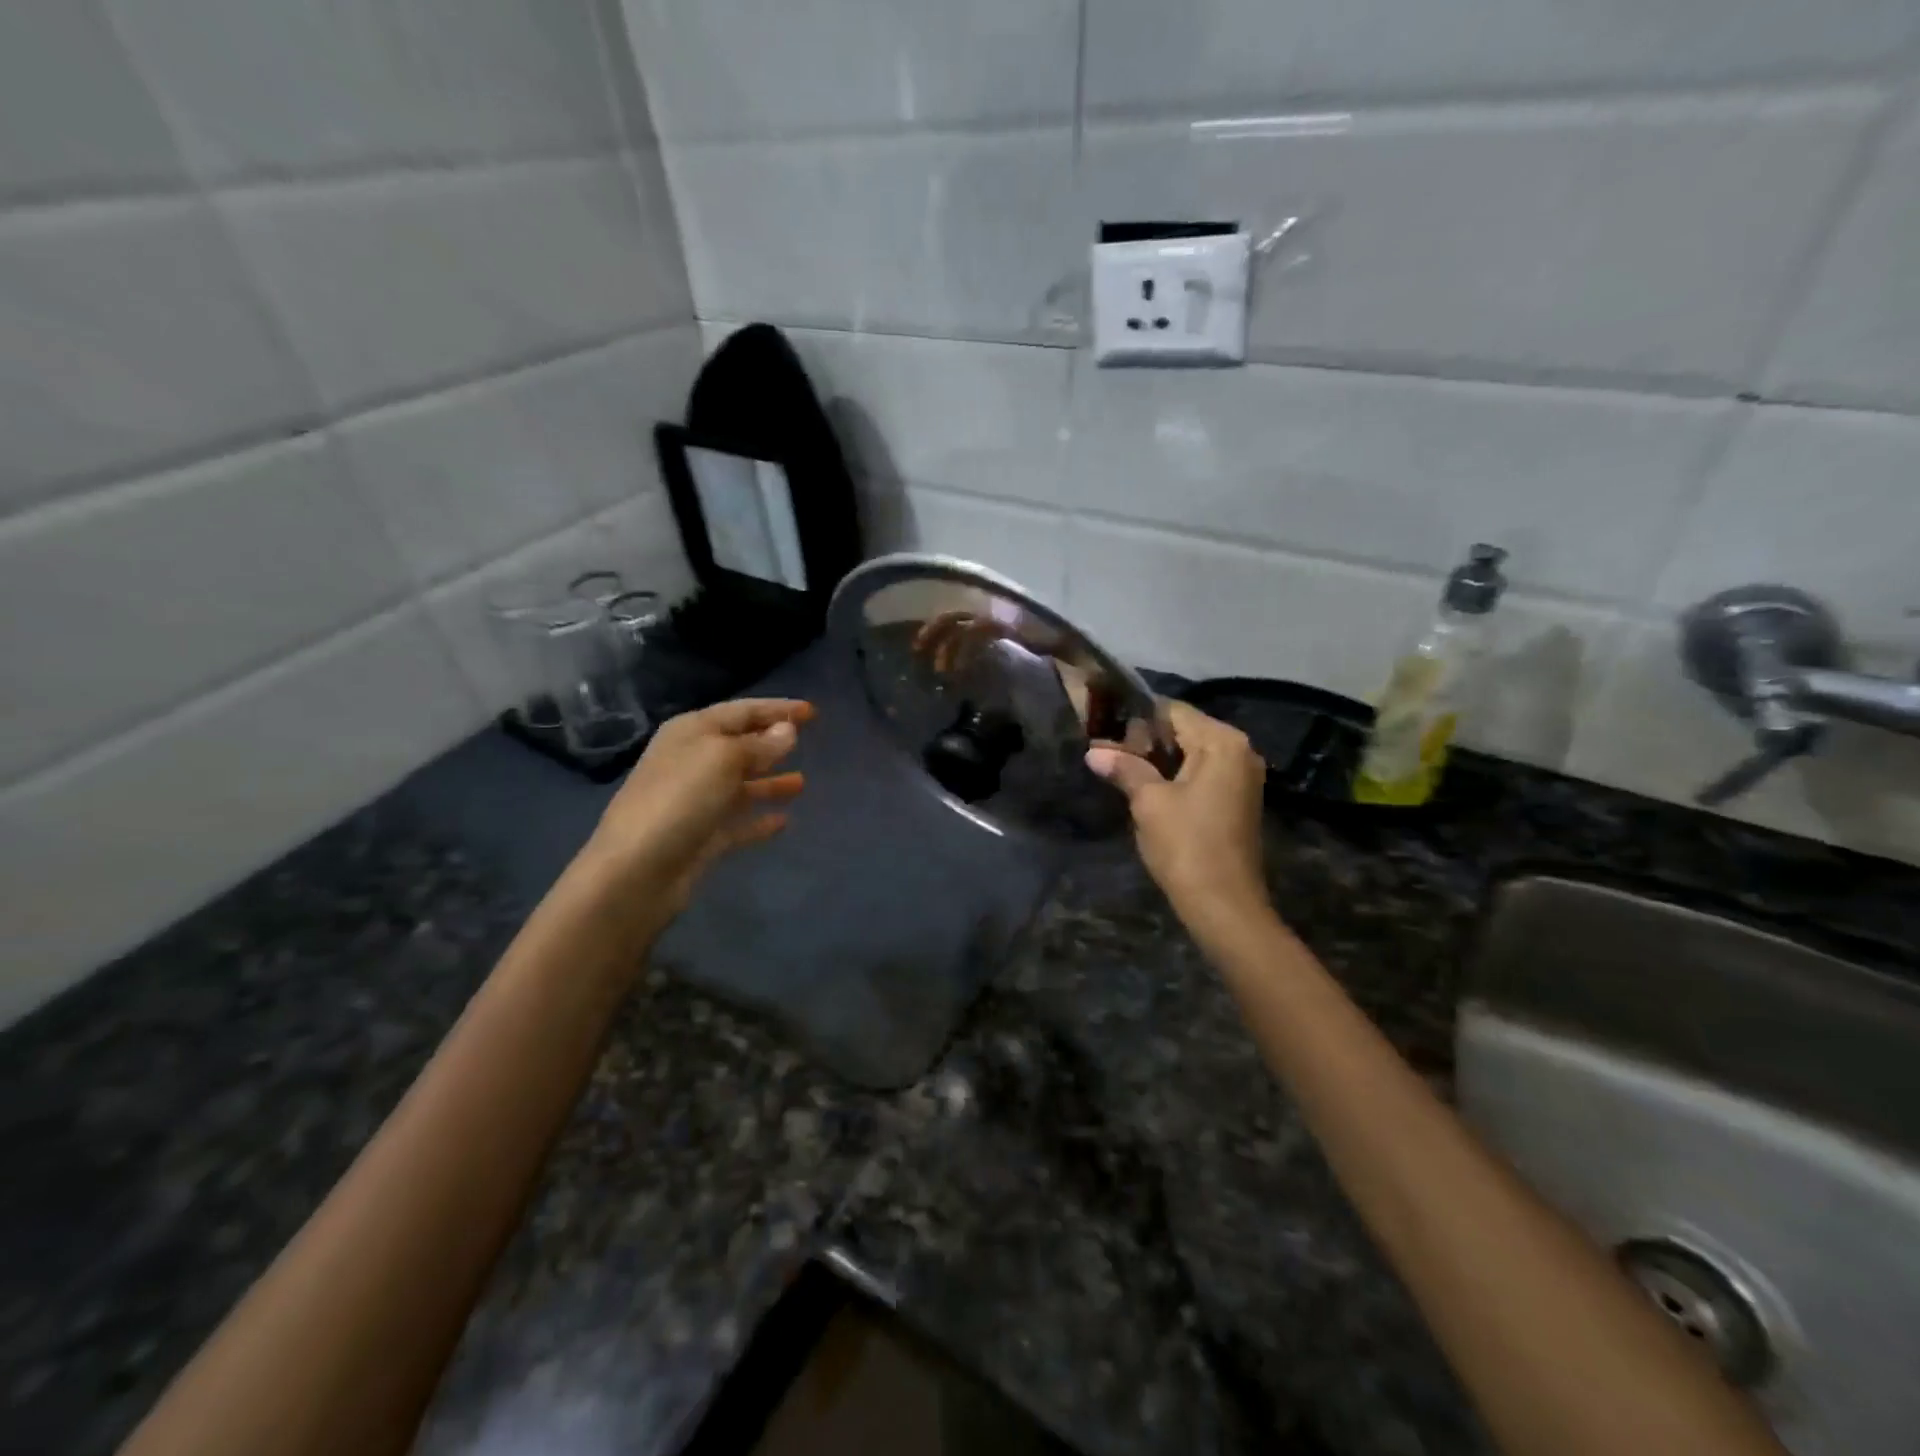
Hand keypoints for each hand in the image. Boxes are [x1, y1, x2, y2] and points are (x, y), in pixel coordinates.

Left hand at [580, 698, 811, 919]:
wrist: (636, 871)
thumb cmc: (680, 799)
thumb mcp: (724, 759)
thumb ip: (760, 744)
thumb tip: (787, 730)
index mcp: (692, 732)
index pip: (742, 711)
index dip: (777, 709)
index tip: (812, 711)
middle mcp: (692, 761)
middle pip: (740, 745)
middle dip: (773, 742)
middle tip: (809, 741)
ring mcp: (696, 801)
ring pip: (741, 784)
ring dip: (770, 782)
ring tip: (803, 783)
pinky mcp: (702, 837)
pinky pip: (738, 822)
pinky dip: (759, 820)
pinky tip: (784, 822)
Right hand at [1086, 701, 1270, 932]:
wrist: (1223, 905)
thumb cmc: (1186, 845)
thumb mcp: (1149, 802)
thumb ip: (1124, 768)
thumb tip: (1094, 751)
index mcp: (1222, 742)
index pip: (1173, 711)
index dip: (1136, 717)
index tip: (1104, 727)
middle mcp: (1239, 751)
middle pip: (1185, 730)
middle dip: (1146, 739)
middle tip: (1106, 750)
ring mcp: (1242, 777)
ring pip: (1192, 753)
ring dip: (1158, 758)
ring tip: (1119, 767)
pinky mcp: (1237, 800)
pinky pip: (1202, 773)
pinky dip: (1175, 775)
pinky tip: (1146, 787)